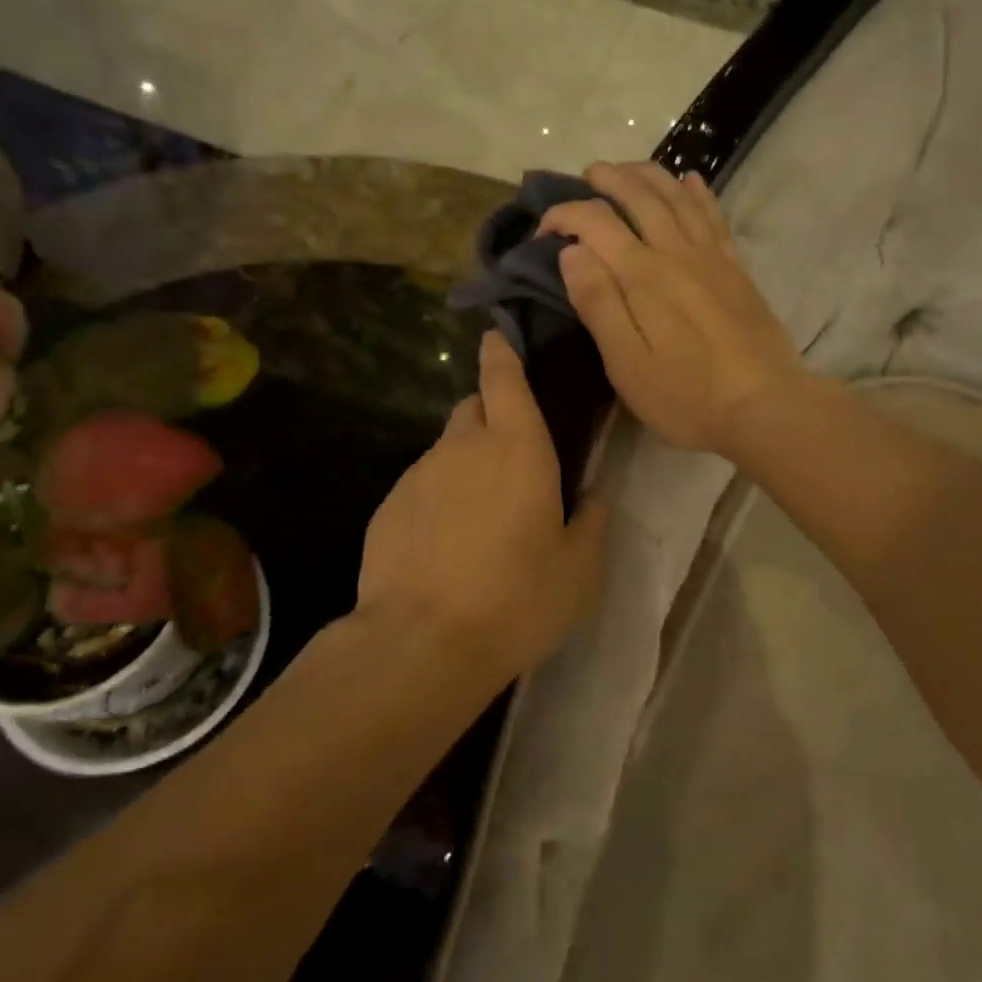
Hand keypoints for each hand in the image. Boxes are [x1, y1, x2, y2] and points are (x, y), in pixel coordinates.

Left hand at [355, 331, 609, 683]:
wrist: (422, 642)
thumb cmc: (517, 599)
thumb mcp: (579, 571)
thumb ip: (592, 524)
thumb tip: (592, 499)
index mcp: (517, 448)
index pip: (504, 378)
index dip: (502, 353)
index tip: (498, 339)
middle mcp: (463, 448)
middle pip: (474, 409)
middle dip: (492, 417)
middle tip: (513, 459)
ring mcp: (419, 475)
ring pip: (447, 451)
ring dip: (466, 465)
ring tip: (481, 518)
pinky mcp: (388, 507)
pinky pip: (422, 487)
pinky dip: (438, 500)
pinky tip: (447, 546)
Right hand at [540, 162, 808, 458]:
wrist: (765, 406)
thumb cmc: (687, 395)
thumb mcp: (628, 364)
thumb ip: (599, 304)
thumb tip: (571, 252)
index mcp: (643, 275)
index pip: (595, 222)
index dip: (564, 216)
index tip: (543, 233)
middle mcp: (676, 252)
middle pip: (639, 196)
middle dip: (608, 179)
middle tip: (587, 176)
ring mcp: (711, 257)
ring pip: (677, 196)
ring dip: (649, 175)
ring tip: (628, 169)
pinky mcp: (736, 268)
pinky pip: (714, 215)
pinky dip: (697, 192)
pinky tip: (690, 181)